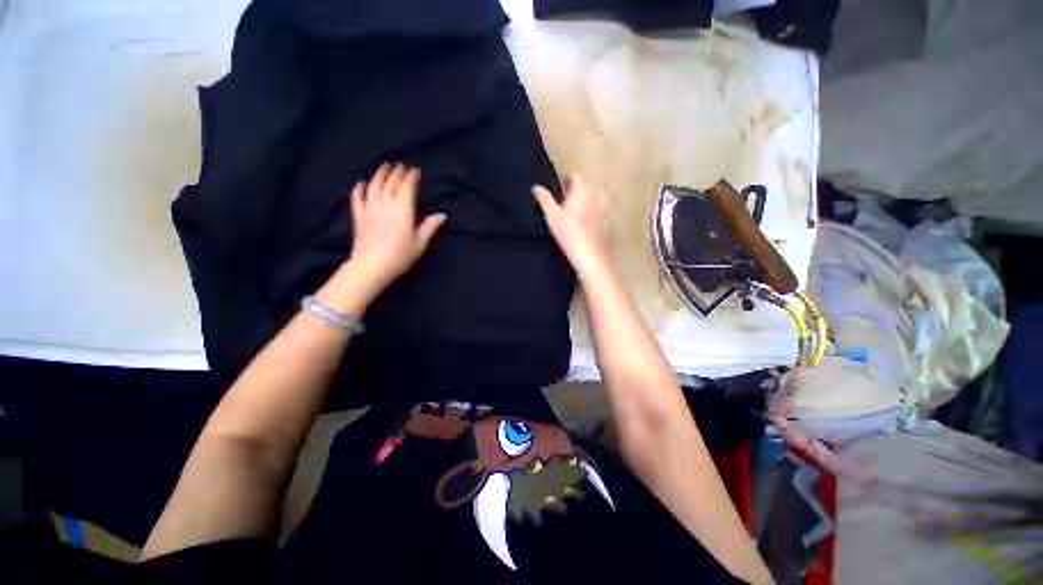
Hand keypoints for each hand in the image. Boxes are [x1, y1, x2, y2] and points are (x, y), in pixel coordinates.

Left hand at [347, 162, 446, 291]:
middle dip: (396, 172)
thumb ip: (429, 227)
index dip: (411, 177)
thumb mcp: (420, 243)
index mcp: (402, 211)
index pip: (406, 187)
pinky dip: (359, 189)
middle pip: (390, 184)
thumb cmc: (400, 256)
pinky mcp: (359, 217)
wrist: (372, 266)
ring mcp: (370, 210)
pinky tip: (362, 183)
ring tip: (384, 167)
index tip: (415, 171)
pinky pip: (357, 199)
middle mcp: (385, 205)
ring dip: (380, 174)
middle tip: (401, 166)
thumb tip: (442, 215)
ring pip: (374, 186)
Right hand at [532, 175, 609, 276]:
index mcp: (581, 192)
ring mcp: (599, 209)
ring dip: (582, 199)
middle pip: (585, 186)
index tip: (559, 186)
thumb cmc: (568, 233)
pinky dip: (587, 210)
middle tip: (562, 198)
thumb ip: (544, 200)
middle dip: (575, 189)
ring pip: (591, 197)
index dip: (567, 179)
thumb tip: (536, 186)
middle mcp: (593, 197)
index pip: (576, 177)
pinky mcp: (601, 221)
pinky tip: (579, 222)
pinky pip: (594, 209)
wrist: (588, 254)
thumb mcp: (552, 216)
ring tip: (570, 209)